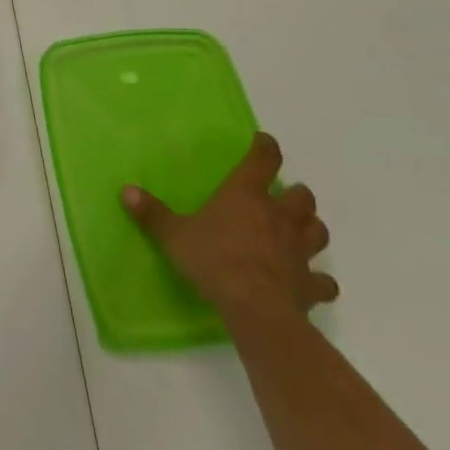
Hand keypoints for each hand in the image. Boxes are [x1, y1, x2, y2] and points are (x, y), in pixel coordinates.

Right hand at [122, 132, 337, 324]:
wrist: (254, 308)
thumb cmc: (213, 260)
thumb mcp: (173, 235)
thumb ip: (153, 213)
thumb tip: (126, 190)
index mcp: (246, 195)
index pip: (263, 160)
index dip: (265, 148)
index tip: (263, 141)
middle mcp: (278, 216)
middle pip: (302, 196)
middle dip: (295, 194)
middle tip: (282, 197)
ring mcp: (299, 250)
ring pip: (318, 230)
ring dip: (311, 228)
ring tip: (299, 231)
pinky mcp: (310, 283)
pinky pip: (323, 280)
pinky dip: (319, 279)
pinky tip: (309, 281)